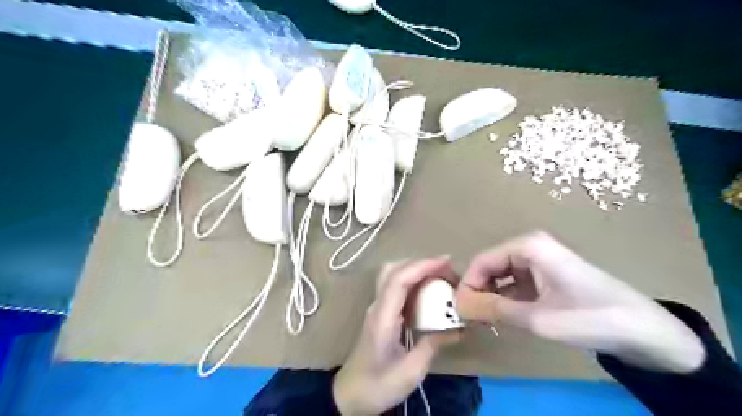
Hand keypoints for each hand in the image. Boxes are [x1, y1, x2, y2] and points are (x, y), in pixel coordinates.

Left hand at [334, 258, 461, 413]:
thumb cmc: (378, 386)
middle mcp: (377, 306)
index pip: (398, 280)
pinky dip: (413, 281)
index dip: (422, 266)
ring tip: (441, 276)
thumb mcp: (411, 371)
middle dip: (420, 263)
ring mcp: (376, 308)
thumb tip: (457, 327)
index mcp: (382, 318)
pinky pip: (396, 287)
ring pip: (392, 275)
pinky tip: (429, 291)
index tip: (446, 263)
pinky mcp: (380, 313)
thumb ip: (433, 345)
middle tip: (447, 269)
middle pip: (393, 270)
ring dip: (416, 269)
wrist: (349, 396)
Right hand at [456, 233, 702, 372]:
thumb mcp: (538, 318)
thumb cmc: (593, 318)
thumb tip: (458, 304)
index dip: (467, 285)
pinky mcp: (547, 277)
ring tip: (486, 322)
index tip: (459, 311)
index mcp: (528, 247)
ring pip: (501, 277)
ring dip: (491, 298)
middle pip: (490, 267)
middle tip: (472, 320)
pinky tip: (505, 319)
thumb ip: (494, 310)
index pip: (482, 261)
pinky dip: (507, 301)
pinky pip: (516, 286)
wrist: (648, 332)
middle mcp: (531, 248)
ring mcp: (540, 262)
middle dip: (479, 292)